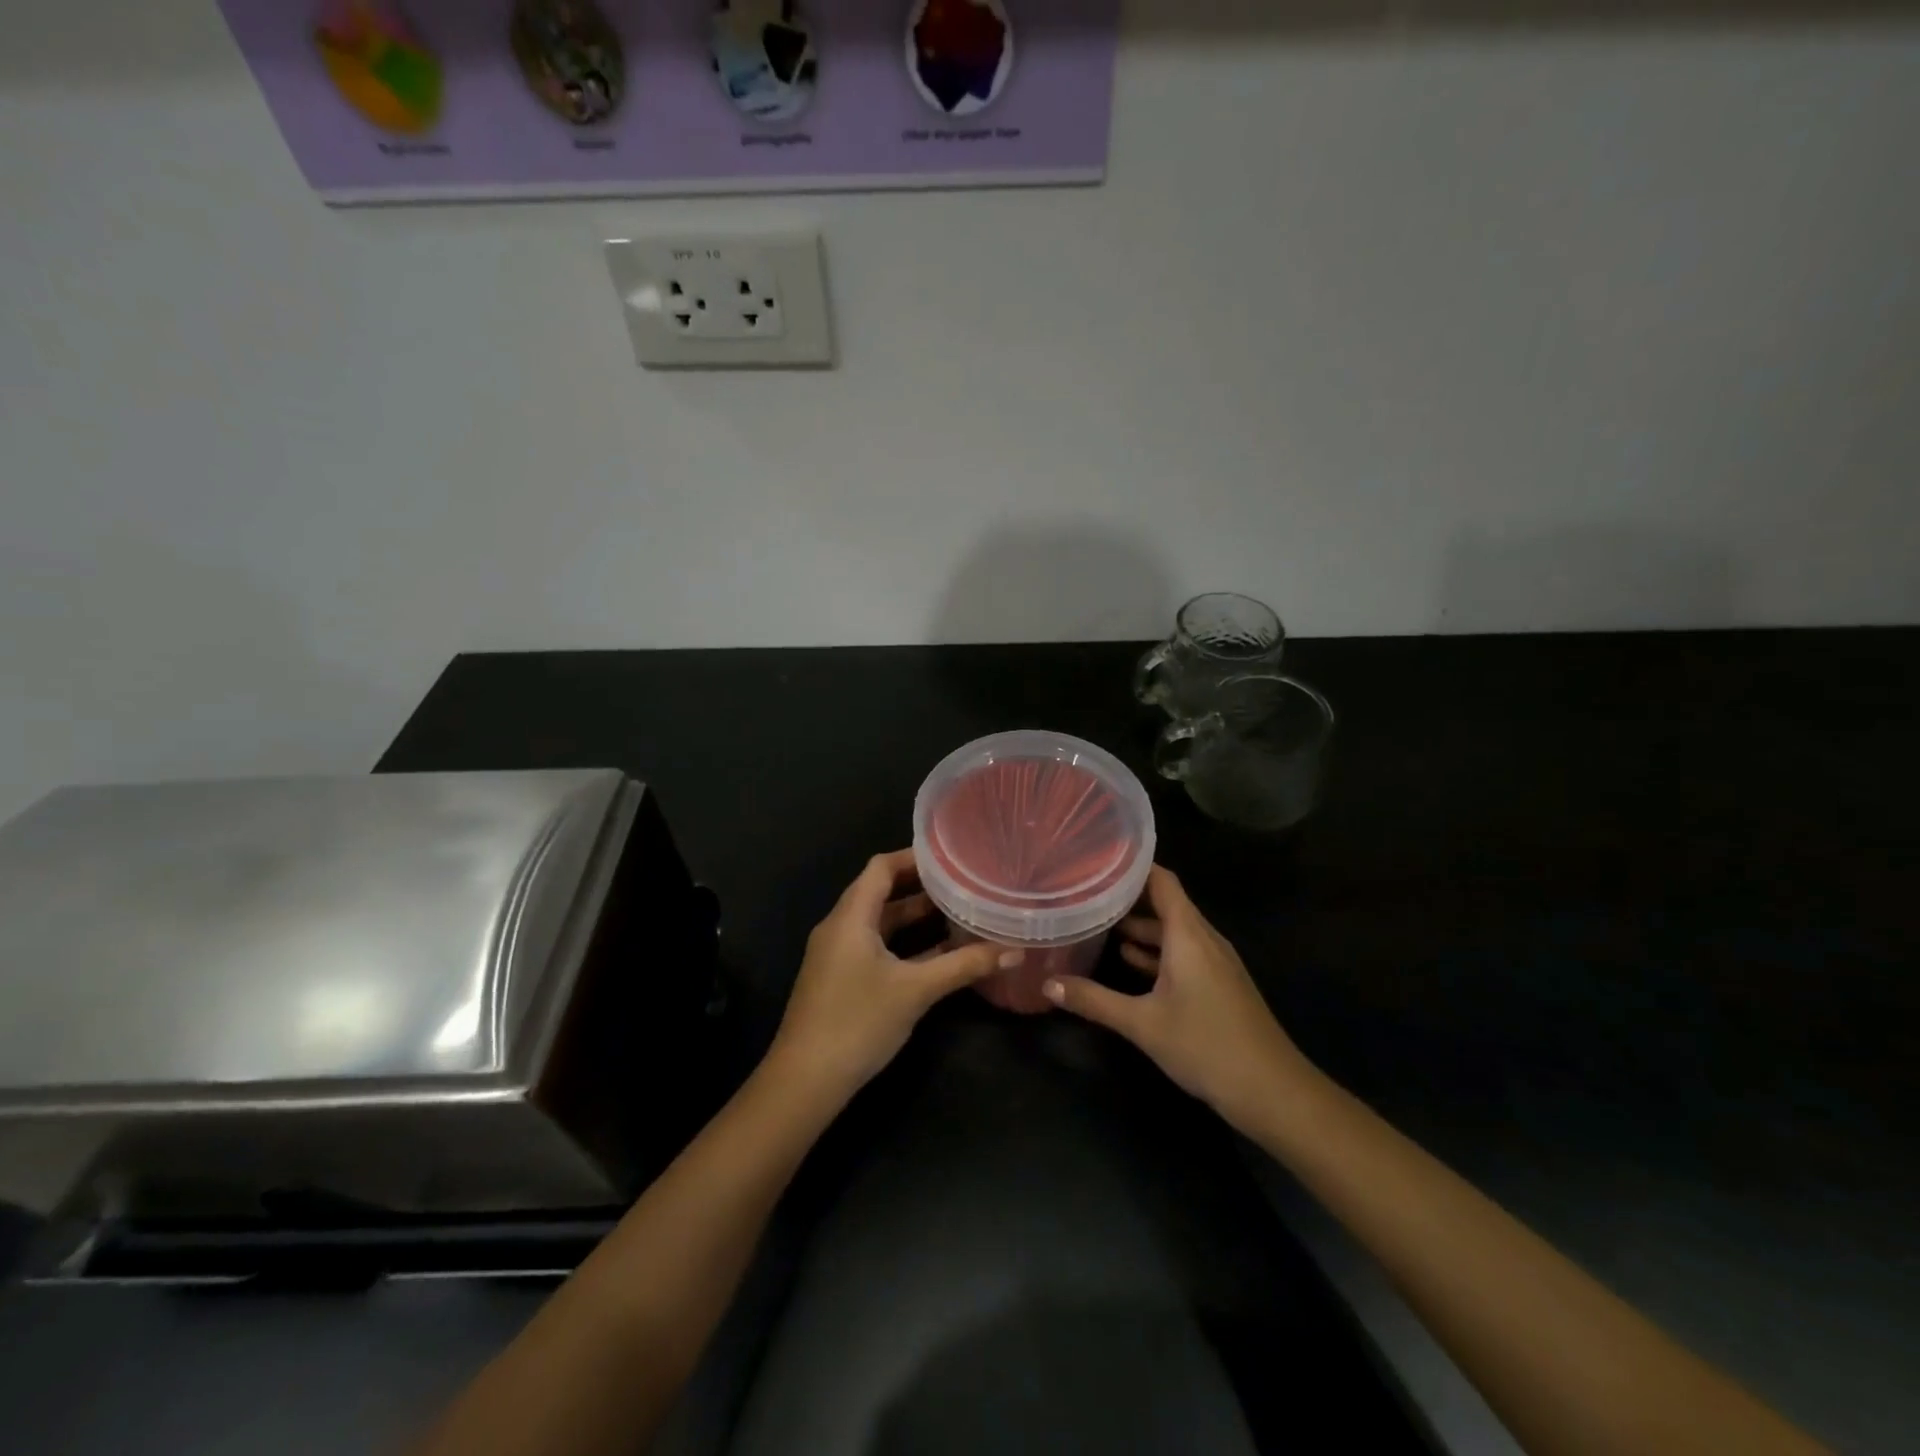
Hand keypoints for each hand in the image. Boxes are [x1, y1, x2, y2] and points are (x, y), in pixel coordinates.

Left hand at [769, 850, 1012, 1101]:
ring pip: (879, 922)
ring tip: (956, 911)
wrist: (805, 1081)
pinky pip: (874, 946)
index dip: (913, 857)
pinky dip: (903, 943)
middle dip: (920, 886)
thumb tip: (1015, 950)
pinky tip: (937, 954)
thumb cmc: (858, 1022)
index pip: (880, 867)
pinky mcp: (840, 979)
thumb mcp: (916, 991)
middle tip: (962, 882)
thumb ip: (964, 965)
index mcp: (850, 917)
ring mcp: (837, 955)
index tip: (951, 856)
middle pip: (880, 892)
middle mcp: (840, 927)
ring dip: (913, 917)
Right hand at [1042, 866, 1313, 1127]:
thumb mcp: (1142, 1023)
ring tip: (1097, 920)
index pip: (1161, 880)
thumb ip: (1094, 1000)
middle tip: (1085, 890)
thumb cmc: (1206, 1045)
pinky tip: (1128, 960)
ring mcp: (1214, 962)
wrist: (1273, 1091)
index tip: (1096, 859)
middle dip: (1127, 895)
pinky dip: (1156, 950)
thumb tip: (1048, 983)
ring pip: (1173, 930)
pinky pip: (1183, 952)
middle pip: (1165, 902)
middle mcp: (1203, 939)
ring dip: (1140, 925)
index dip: (1131, 866)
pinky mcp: (1219, 983)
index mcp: (1188, 934)